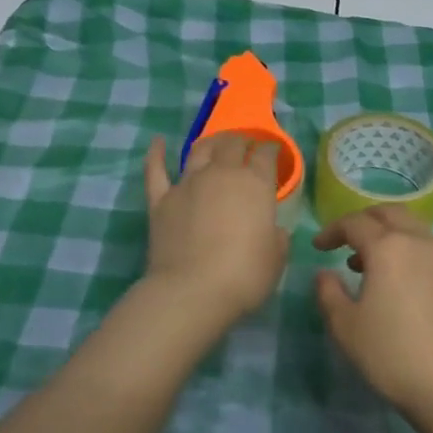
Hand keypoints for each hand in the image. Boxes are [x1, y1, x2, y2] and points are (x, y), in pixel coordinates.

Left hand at [142, 133, 288, 330]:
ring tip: (215, 143)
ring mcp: (187, 184)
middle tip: (245, 146)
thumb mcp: (276, 259)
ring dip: (210, 142)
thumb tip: (272, 230)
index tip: (273, 153)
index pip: (265, 155)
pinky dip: (156, 154)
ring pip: (199, 150)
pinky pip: (156, 170)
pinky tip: (158, 143)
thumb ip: (276, 238)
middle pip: (232, 144)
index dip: (270, 151)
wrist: (192, 292)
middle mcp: (221, 174)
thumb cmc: (244, 276)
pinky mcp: (160, 200)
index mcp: (255, 184)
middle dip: (242, 141)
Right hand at [313, 205, 432, 417]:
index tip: (317, 248)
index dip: (332, 231)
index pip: (355, 223)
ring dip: (387, 234)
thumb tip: (325, 273)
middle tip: (343, 240)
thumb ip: (329, 292)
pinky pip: (426, 248)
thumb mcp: (345, 326)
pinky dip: (406, 249)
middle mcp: (419, 242)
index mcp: (388, 247)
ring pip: (412, 228)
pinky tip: (394, 281)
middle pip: (389, 214)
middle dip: (363, 221)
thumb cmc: (391, 354)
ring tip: (365, 263)